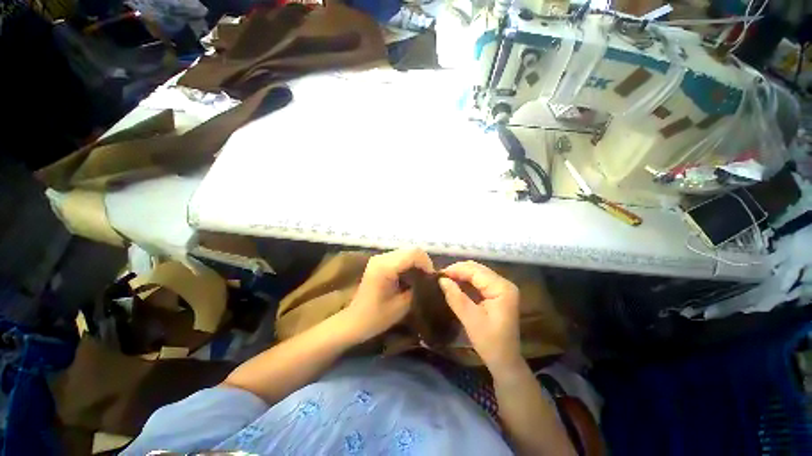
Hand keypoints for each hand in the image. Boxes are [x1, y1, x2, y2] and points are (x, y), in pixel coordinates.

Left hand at [343, 248, 433, 342]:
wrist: (353, 321)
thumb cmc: (376, 318)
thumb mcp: (403, 305)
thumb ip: (418, 287)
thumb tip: (430, 279)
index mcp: (386, 267)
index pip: (414, 253)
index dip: (427, 264)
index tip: (431, 279)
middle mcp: (382, 257)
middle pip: (411, 250)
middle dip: (423, 263)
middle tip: (427, 279)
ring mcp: (379, 257)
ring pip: (406, 252)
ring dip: (416, 263)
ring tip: (420, 279)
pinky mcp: (379, 261)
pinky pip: (400, 256)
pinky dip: (409, 264)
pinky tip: (409, 277)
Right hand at [439, 261, 522, 371]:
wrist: (505, 360)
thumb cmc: (490, 342)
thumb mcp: (471, 320)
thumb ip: (456, 297)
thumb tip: (441, 279)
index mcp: (502, 288)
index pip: (476, 271)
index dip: (456, 270)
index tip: (438, 274)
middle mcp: (504, 283)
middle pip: (478, 269)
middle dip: (458, 270)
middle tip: (440, 276)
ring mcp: (502, 287)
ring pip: (478, 273)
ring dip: (461, 274)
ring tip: (445, 279)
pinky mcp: (497, 292)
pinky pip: (479, 280)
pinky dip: (466, 280)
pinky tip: (455, 283)